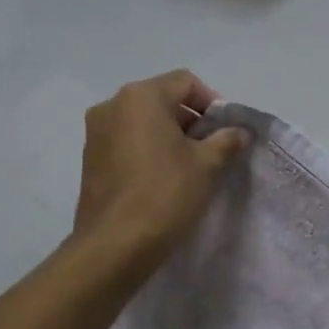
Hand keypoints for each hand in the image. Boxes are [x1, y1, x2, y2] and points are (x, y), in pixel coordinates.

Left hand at [71, 71, 247, 275]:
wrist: (115, 245)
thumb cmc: (165, 194)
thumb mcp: (207, 165)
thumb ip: (226, 141)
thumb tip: (239, 131)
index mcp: (141, 96)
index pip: (185, 82)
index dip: (212, 103)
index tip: (225, 132)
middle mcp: (112, 105)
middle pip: (162, 99)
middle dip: (191, 120)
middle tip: (212, 151)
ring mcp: (95, 133)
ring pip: (142, 122)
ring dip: (169, 136)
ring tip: (189, 168)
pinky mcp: (89, 159)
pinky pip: (126, 142)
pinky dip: (147, 151)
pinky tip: (162, 180)